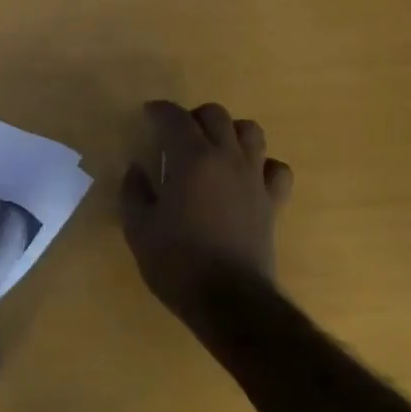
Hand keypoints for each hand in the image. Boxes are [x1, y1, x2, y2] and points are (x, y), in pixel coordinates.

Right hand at [119, 101, 293, 320]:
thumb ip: (134, 191)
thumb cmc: (177, 262)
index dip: (159, 111)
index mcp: (191, 158)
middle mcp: (226, 157)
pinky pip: (276, 169)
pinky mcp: (273, 202)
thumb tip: (137, 169)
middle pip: (215, 115)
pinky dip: (263, 165)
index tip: (148, 115)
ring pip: (251, 132)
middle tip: (177, 135)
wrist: (230, 301)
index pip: (174, 117)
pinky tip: (247, 177)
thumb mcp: (138, 227)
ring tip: (214, 149)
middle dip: (193, 117)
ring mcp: (254, 178)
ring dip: (230, 132)